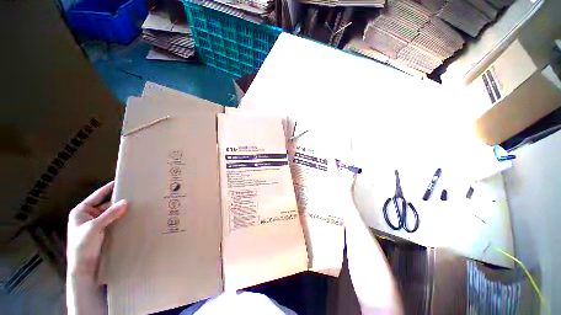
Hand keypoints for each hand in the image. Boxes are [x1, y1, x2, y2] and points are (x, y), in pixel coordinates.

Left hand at [67, 181, 126, 277]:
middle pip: (106, 204)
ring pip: (112, 213)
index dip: (108, 188)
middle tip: (134, 195)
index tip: (120, 181)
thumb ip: (109, 214)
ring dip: (122, 211)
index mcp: (81, 211)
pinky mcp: (104, 231)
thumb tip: (125, 201)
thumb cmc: (82, 246)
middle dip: (119, 201)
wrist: (84, 267)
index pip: (97, 196)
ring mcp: (97, 224)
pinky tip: (132, 217)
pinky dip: (122, 219)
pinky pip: (115, 221)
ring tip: (137, 205)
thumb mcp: (94, 228)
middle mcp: (89, 216)